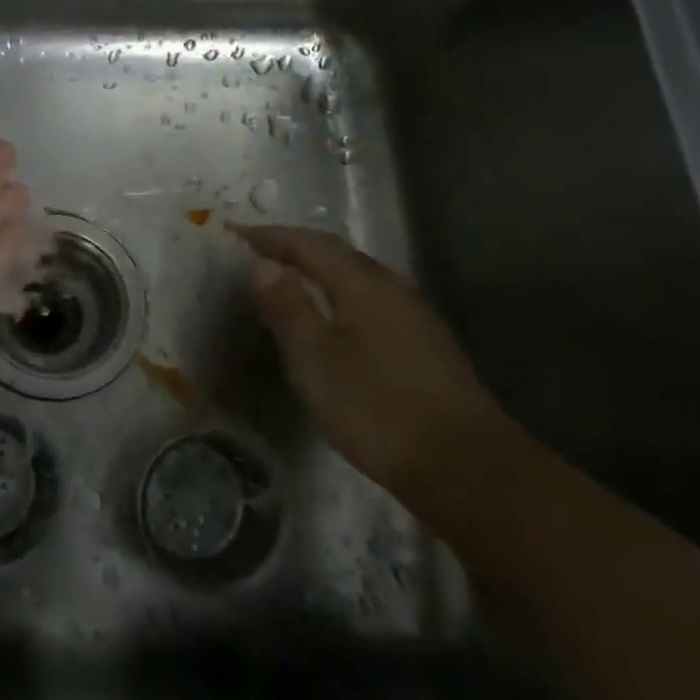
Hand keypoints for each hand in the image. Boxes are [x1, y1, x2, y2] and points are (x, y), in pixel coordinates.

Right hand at [232, 225, 509, 499]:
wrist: (464, 466)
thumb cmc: (376, 406)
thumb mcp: (314, 357)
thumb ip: (287, 306)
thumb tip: (262, 263)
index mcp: (362, 284)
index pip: (309, 243)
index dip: (270, 236)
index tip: (235, 233)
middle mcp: (392, 288)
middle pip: (337, 254)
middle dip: (295, 248)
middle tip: (256, 251)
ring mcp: (414, 316)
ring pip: (357, 277)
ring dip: (319, 270)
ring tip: (287, 280)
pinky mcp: (424, 344)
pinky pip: (370, 300)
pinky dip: (339, 294)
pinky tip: (331, 317)